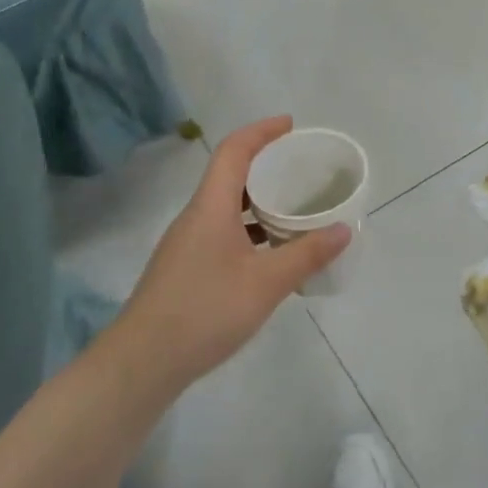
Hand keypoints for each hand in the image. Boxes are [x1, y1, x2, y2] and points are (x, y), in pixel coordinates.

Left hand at [118, 117, 351, 394]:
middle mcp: (196, 216)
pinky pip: (222, 232)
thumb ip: (306, 255)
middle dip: (266, 165)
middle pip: (230, 175)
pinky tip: (271, 254)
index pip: (234, 151)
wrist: (142, 362)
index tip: (291, 125)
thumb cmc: (205, 311)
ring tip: (295, 209)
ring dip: (259, 201)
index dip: (261, 131)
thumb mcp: (265, 284)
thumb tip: (344, 229)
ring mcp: (187, 243)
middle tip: (302, 169)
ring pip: (227, 207)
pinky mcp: (185, 268)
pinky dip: (249, 230)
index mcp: (211, 206)